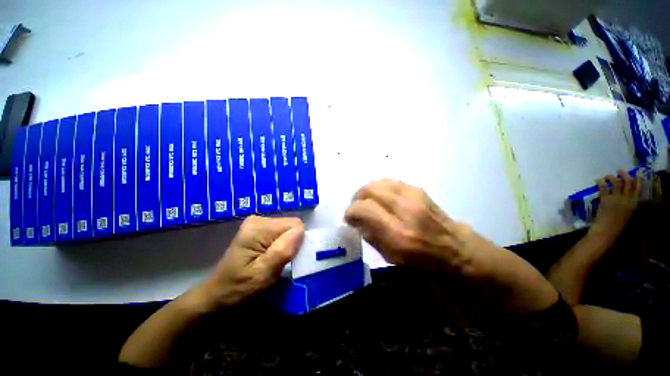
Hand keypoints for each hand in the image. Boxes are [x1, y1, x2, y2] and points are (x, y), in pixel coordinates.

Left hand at [192, 216, 303, 311]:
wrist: (218, 296)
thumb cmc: (239, 289)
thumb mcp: (262, 275)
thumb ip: (282, 251)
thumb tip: (301, 231)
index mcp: (258, 228)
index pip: (294, 225)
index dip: (298, 241)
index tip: (291, 259)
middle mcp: (258, 220)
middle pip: (291, 225)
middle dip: (293, 243)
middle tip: (283, 262)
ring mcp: (258, 223)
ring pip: (289, 229)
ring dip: (288, 245)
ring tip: (277, 261)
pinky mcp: (259, 229)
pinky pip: (282, 232)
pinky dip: (282, 244)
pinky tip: (272, 256)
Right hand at [344, 179, 478, 272]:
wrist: (461, 253)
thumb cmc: (426, 264)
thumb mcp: (392, 259)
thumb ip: (370, 236)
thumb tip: (356, 220)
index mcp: (399, 235)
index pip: (364, 209)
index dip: (351, 211)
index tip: (349, 218)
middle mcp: (406, 210)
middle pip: (370, 190)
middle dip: (357, 198)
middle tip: (356, 208)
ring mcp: (415, 197)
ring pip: (379, 182)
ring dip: (367, 191)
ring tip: (366, 202)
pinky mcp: (420, 190)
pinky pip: (390, 182)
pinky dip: (380, 188)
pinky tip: (380, 199)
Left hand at [592, 169, 640, 241]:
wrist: (606, 231)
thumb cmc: (617, 226)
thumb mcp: (627, 214)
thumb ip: (628, 205)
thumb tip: (627, 197)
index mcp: (634, 204)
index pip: (638, 189)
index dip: (638, 180)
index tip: (637, 173)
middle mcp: (627, 199)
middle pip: (627, 183)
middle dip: (624, 175)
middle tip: (620, 170)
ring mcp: (616, 199)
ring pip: (615, 183)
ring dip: (611, 177)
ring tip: (607, 176)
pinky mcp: (605, 199)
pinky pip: (603, 188)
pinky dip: (600, 182)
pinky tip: (598, 180)